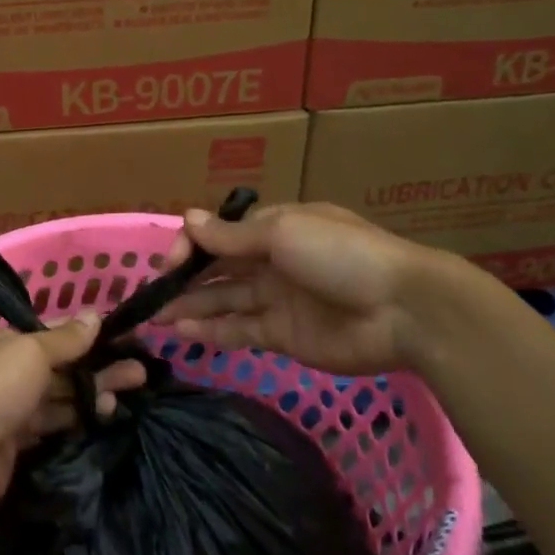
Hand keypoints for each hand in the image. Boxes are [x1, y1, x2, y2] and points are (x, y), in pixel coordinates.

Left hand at [0, 313, 146, 524]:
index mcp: (8, 342)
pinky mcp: (18, 443)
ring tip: (132, 393)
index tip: (126, 339)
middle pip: (64, 366)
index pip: (56, 333)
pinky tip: (105, 418)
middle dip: (100, 366)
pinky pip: (54, 425)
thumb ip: (65, 339)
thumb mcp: (30, 354)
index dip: (91, 336)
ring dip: (93, 393)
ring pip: (62, 396)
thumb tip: (95, 315)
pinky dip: (78, 420)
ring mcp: (13, 409)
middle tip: (141, 372)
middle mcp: (11, 371)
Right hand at [158, 202, 446, 376]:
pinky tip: (182, 333)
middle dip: (185, 278)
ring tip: (155, 317)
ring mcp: (277, 300)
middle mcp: (272, 261)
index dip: (193, 243)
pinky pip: (239, 331)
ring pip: (223, 301)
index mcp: (275, 228)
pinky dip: (211, 332)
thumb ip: (231, 236)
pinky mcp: (283, 337)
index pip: (221, 232)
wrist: (403, 310)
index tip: (171, 261)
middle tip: (151, 294)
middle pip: (219, 268)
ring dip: (191, 306)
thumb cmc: (341, 255)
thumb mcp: (283, 234)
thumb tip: (187, 218)